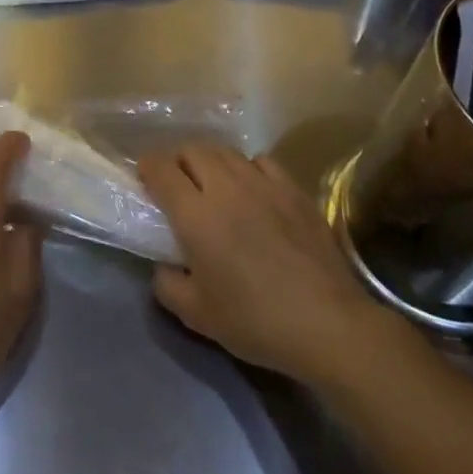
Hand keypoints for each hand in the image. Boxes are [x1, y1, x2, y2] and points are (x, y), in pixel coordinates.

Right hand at [137, 141, 382, 386]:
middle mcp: (225, 187)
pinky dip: (247, 168)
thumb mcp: (196, 315)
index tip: (145, 179)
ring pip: (226, 151)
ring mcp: (263, 183)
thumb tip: (164, 264)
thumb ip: (168, 284)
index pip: (161, 168)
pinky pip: (261, 161)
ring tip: (212, 184)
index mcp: (195, 215)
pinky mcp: (294, 189)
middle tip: (177, 185)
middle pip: (192, 150)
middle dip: (178, 161)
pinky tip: (252, 189)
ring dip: (210, 161)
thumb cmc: (255, 321)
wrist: (327, 324)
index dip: (147, 167)